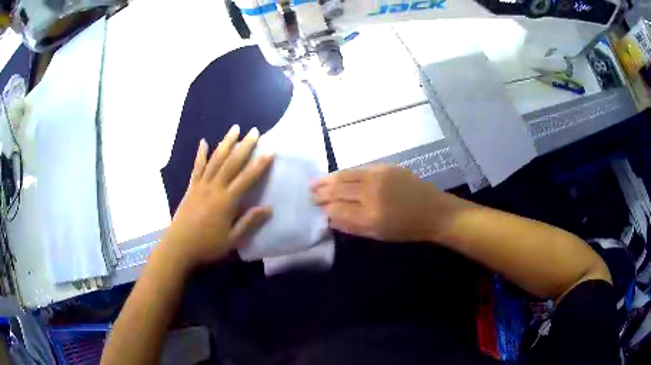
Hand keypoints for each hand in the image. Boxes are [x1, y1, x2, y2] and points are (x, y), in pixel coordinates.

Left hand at [157, 125, 272, 271]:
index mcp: (226, 201)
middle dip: (244, 146)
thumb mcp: (232, 240)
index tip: (270, 150)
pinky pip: (197, 167)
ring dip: (225, 143)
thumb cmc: (207, 247)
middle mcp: (214, 188)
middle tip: (254, 131)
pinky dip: (200, 154)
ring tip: (234, 129)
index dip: (259, 164)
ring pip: (215, 160)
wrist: (178, 248)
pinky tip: (203, 142)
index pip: (246, 178)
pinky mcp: (191, 188)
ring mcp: (201, 186)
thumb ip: (249, 222)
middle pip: (231, 163)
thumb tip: (268, 208)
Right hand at [311, 165, 468, 242]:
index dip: (324, 207)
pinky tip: (337, 175)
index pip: (337, 208)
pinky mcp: (386, 167)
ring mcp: (379, 177)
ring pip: (346, 175)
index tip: (316, 207)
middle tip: (310, 192)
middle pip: (338, 189)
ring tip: (315, 182)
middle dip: (321, 191)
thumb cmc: (407, 229)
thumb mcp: (378, 235)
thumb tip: (330, 217)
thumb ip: (352, 226)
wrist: (434, 211)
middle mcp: (372, 193)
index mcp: (370, 215)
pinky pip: (359, 169)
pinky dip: (345, 173)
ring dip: (328, 178)